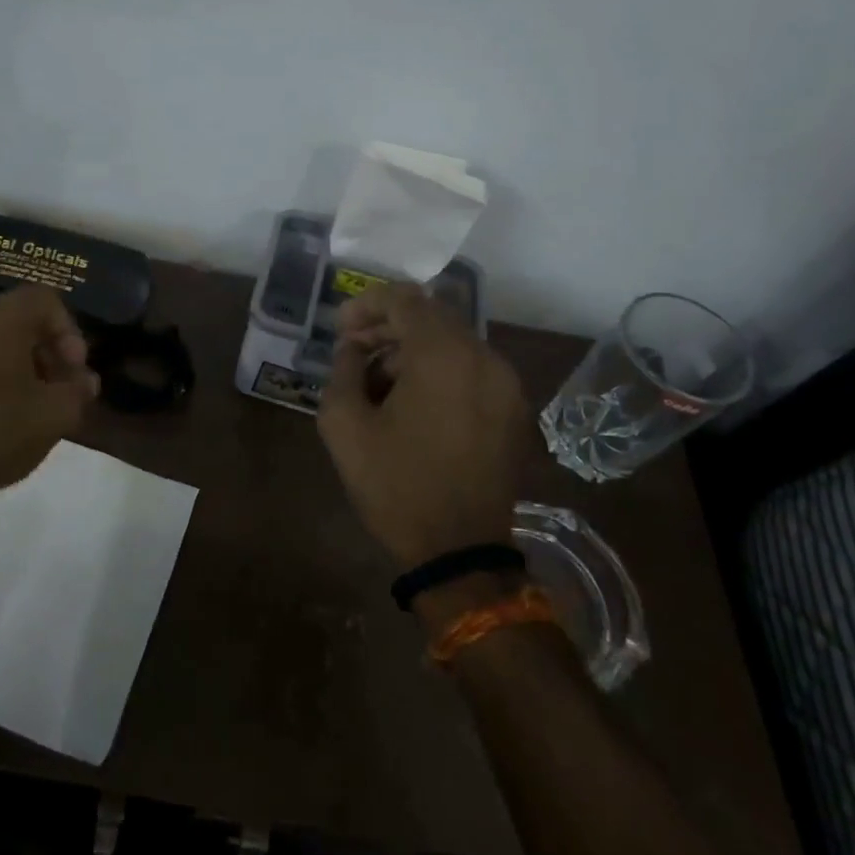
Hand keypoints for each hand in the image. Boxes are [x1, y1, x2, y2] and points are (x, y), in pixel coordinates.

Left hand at [0, 285, 99, 518]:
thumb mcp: (57, 413)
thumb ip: (79, 389)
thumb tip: (84, 381)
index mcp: (2, 316)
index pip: (46, 300)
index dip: (69, 331)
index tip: (74, 369)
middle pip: (20, 317)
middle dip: (47, 349)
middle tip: (61, 386)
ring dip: (22, 362)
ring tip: (34, 402)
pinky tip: (2, 411)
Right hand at [317, 284, 529, 570]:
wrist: (460, 555)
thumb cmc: (395, 485)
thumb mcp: (344, 425)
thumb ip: (342, 369)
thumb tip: (353, 348)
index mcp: (444, 356)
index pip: (405, 299)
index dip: (367, 305)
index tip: (340, 329)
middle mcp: (485, 358)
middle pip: (431, 316)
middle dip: (387, 327)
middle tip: (354, 352)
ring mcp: (507, 385)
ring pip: (452, 342)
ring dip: (411, 350)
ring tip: (379, 384)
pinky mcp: (514, 410)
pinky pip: (471, 369)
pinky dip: (439, 370)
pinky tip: (413, 404)